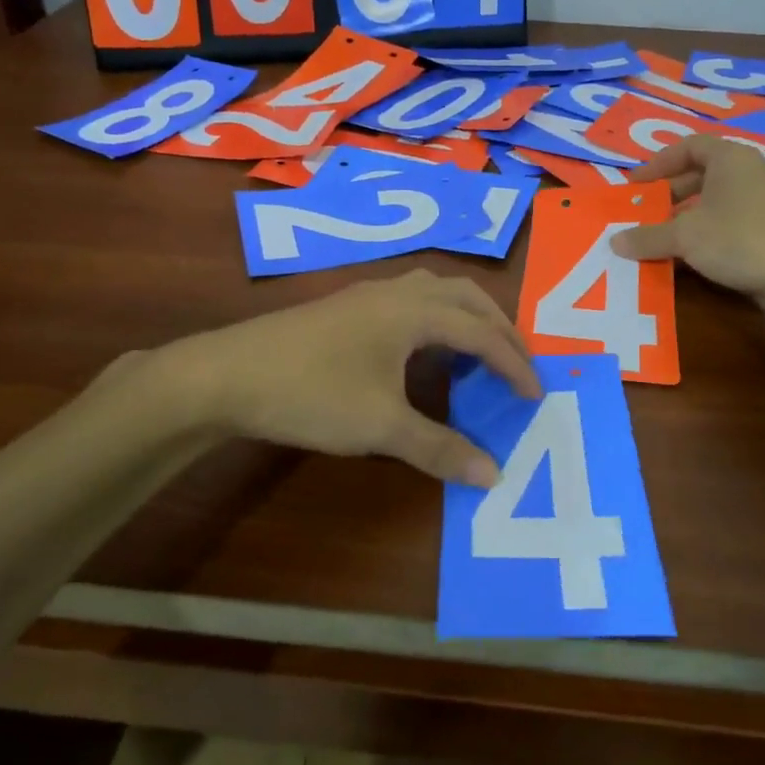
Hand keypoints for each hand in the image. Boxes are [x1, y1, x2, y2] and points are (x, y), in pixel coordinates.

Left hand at [153, 271, 540, 486]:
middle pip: (466, 297)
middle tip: (519, 365)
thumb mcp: (381, 426)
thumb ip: (440, 448)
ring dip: (467, 318)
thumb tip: (494, 474)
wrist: (227, 374)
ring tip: (479, 354)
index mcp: (414, 310)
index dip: (514, 364)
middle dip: (500, 328)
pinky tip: (424, 352)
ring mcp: (368, 294)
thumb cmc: (312, 393)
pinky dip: (437, 320)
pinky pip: (411, 300)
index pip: (482, 333)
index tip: (536, 396)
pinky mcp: (347, 306)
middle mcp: (397, 290)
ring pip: (436, 292)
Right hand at [609, 135, 764, 300]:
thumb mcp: (684, 237)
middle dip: (668, 193)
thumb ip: (647, 236)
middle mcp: (749, 172)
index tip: (635, 184)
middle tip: (643, 211)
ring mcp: (763, 201)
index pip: (688, 146)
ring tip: (658, 236)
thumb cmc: (738, 240)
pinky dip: (704, 233)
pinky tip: (685, 257)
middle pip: (700, 174)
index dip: (658, 163)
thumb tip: (614, 241)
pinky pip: (727, 222)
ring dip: (684, 216)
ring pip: (713, 201)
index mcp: (730, 158)